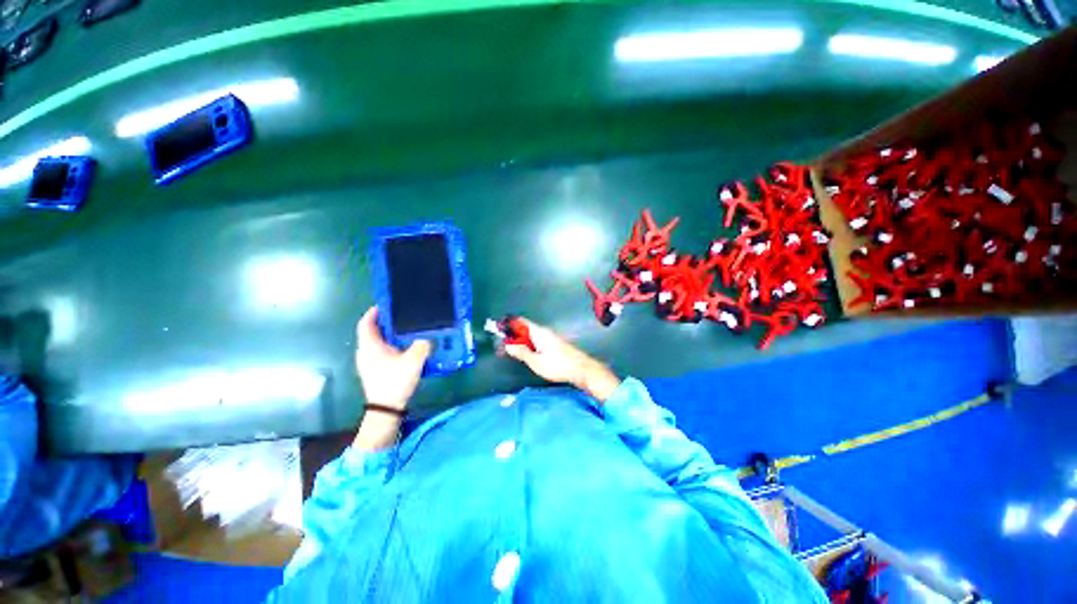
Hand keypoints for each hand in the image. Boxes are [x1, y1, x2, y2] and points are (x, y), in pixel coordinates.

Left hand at [355, 307, 431, 410]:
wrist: (386, 409)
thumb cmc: (395, 381)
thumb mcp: (413, 360)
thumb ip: (422, 344)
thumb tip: (427, 336)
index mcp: (370, 346)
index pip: (366, 323)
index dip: (374, 311)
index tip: (387, 304)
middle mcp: (366, 352)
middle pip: (373, 331)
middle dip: (386, 322)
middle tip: (403, 315)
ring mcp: (369, 362)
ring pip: (378, 341)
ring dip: (390, 334)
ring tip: (407, 329)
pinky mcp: (375, 369)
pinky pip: (382, 350)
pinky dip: (392, 344)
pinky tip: (406, 346)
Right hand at [504, 318, 620, 401]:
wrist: (581, 369)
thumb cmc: (558, 365)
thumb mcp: (536, 362)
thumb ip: (522, 352)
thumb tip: (508, 345)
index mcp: (538, 332)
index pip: (521, 322)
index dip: (509, 324)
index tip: (498, 330)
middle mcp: (544, 331)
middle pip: (525, 328)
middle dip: (513, 335)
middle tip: (502, 345)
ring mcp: (550, 337)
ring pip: (531, 335)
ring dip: (521, 341)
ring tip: (511, 350)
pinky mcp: (554, 344)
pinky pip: (537, 340)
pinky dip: (529, 344)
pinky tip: (526, 354)